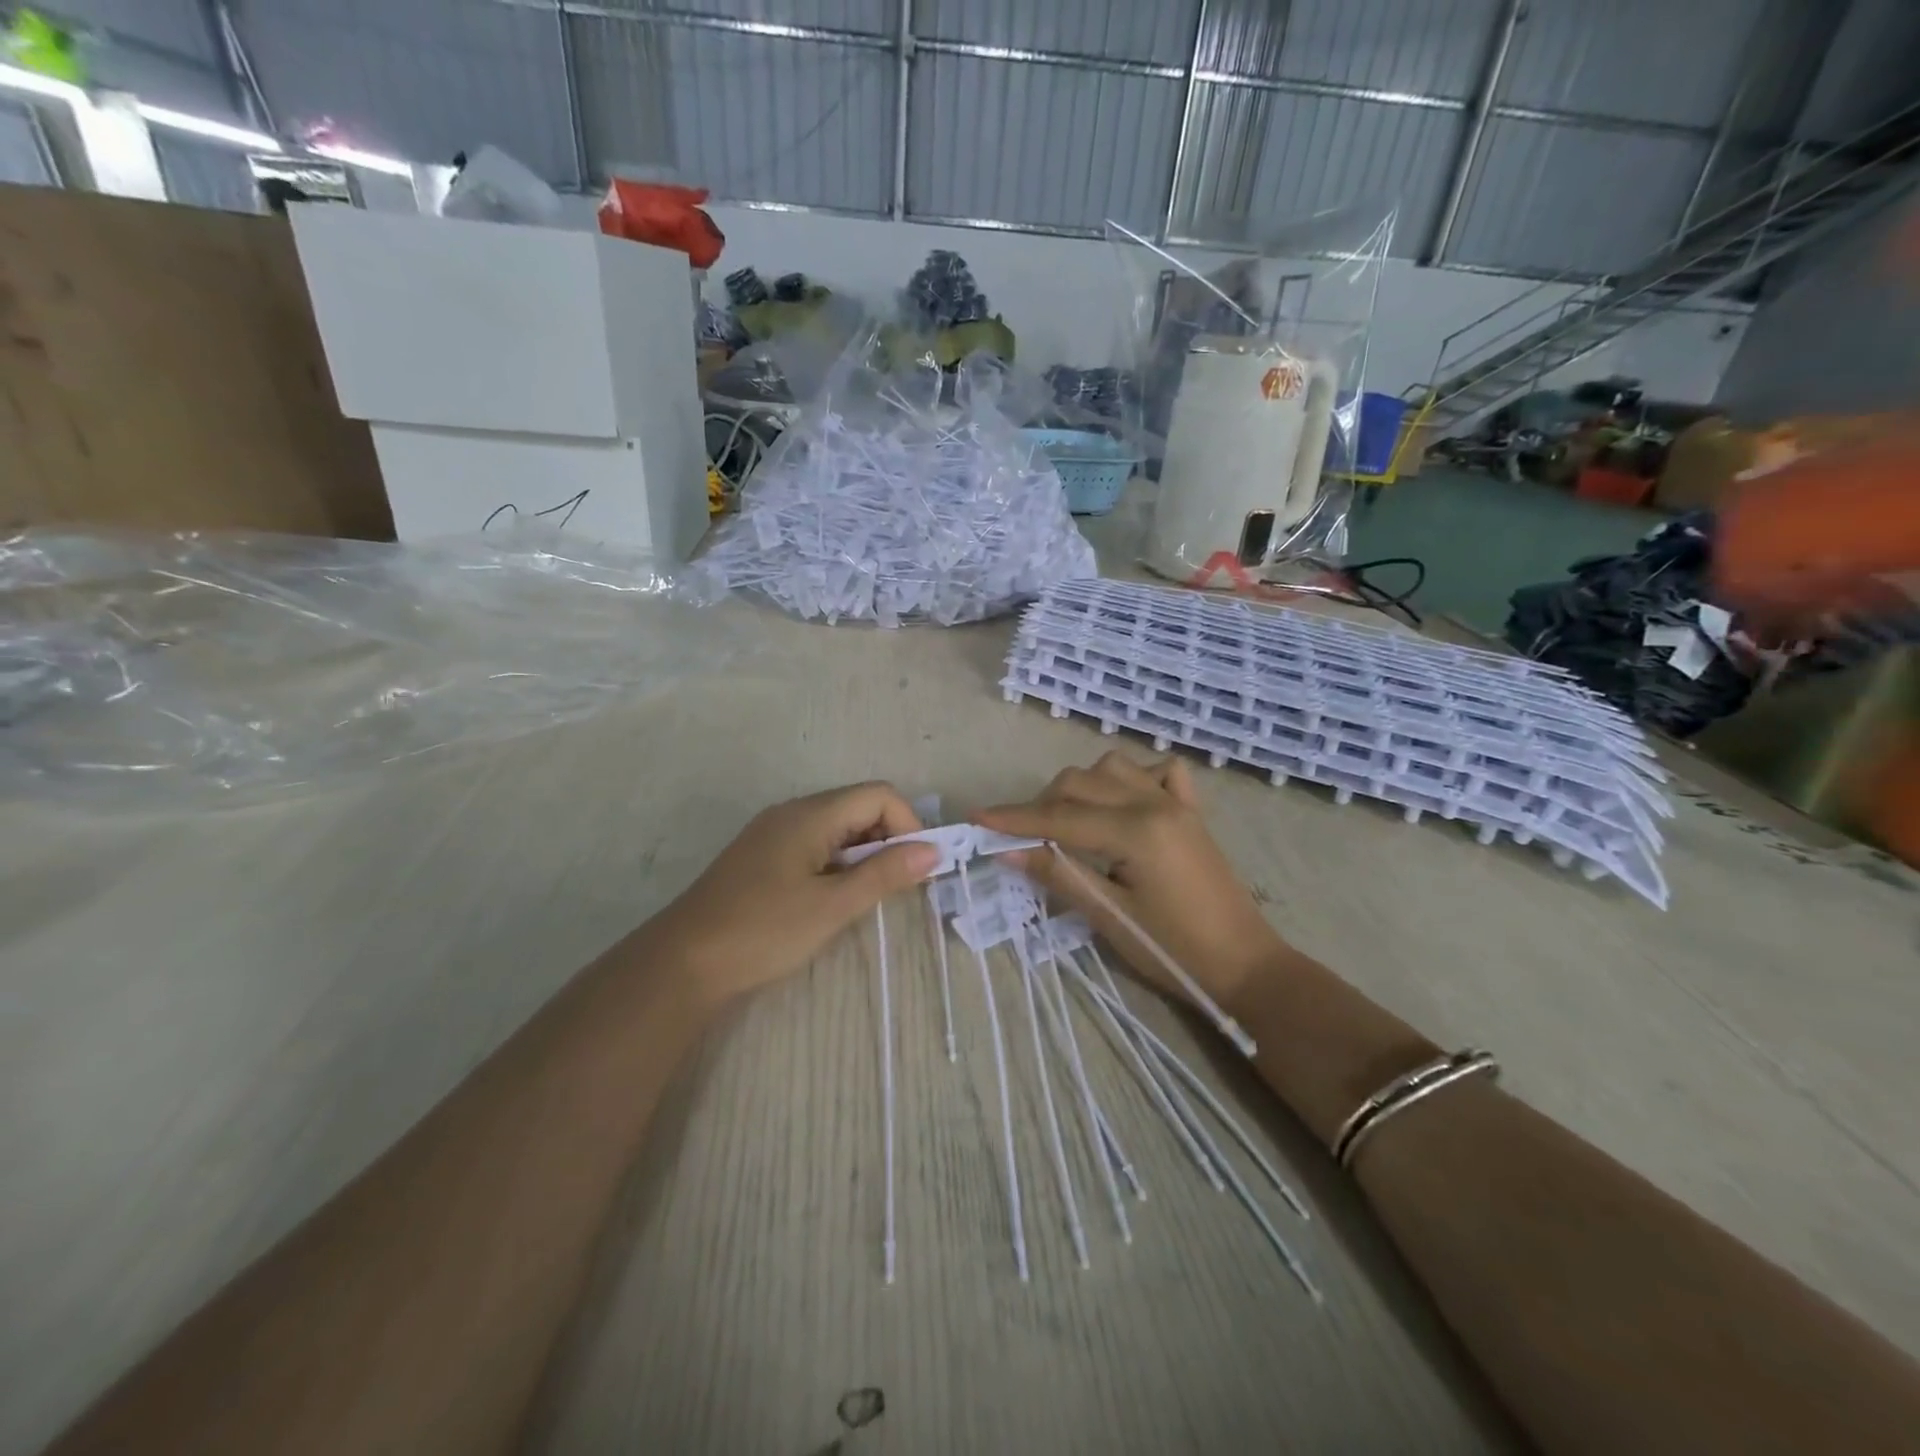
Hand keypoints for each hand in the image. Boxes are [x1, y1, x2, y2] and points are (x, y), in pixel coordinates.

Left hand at [644, 782, 938, 1006]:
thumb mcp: (833, 906)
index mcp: (810, 814)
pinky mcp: (763, 854)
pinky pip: (815, 843)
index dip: (907, 824)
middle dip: (888, 839)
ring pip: (838, 827)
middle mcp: (793, 812)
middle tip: (896, 886)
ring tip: (866, 896)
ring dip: (864, 853)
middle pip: (859, 806)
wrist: (684, 962)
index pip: (879, 795)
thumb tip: (933, 851)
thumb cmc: (764, 930)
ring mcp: (774, 832)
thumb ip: (885, 874)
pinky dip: (838, 862)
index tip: (916, 869)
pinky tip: (833, 897)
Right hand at [974, 752, 1287, 1011]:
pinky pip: (1158, 772)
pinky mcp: (1191, 811)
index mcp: (1135, 831)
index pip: (1059, 818)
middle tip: (1025, 839)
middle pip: (1081, 782)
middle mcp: (1154, 803)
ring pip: (1113, 767)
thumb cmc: (1174, 951)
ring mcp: (1176, 802)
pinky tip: (1123, 804)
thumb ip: (1058, 876)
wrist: (1245, 964)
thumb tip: (1007, 852)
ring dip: (1082, 786)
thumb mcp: (1110, 918)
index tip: (977, 817)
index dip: (1014, 819)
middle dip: (1043, 804)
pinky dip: (1132, 778)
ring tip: (1069, 821)